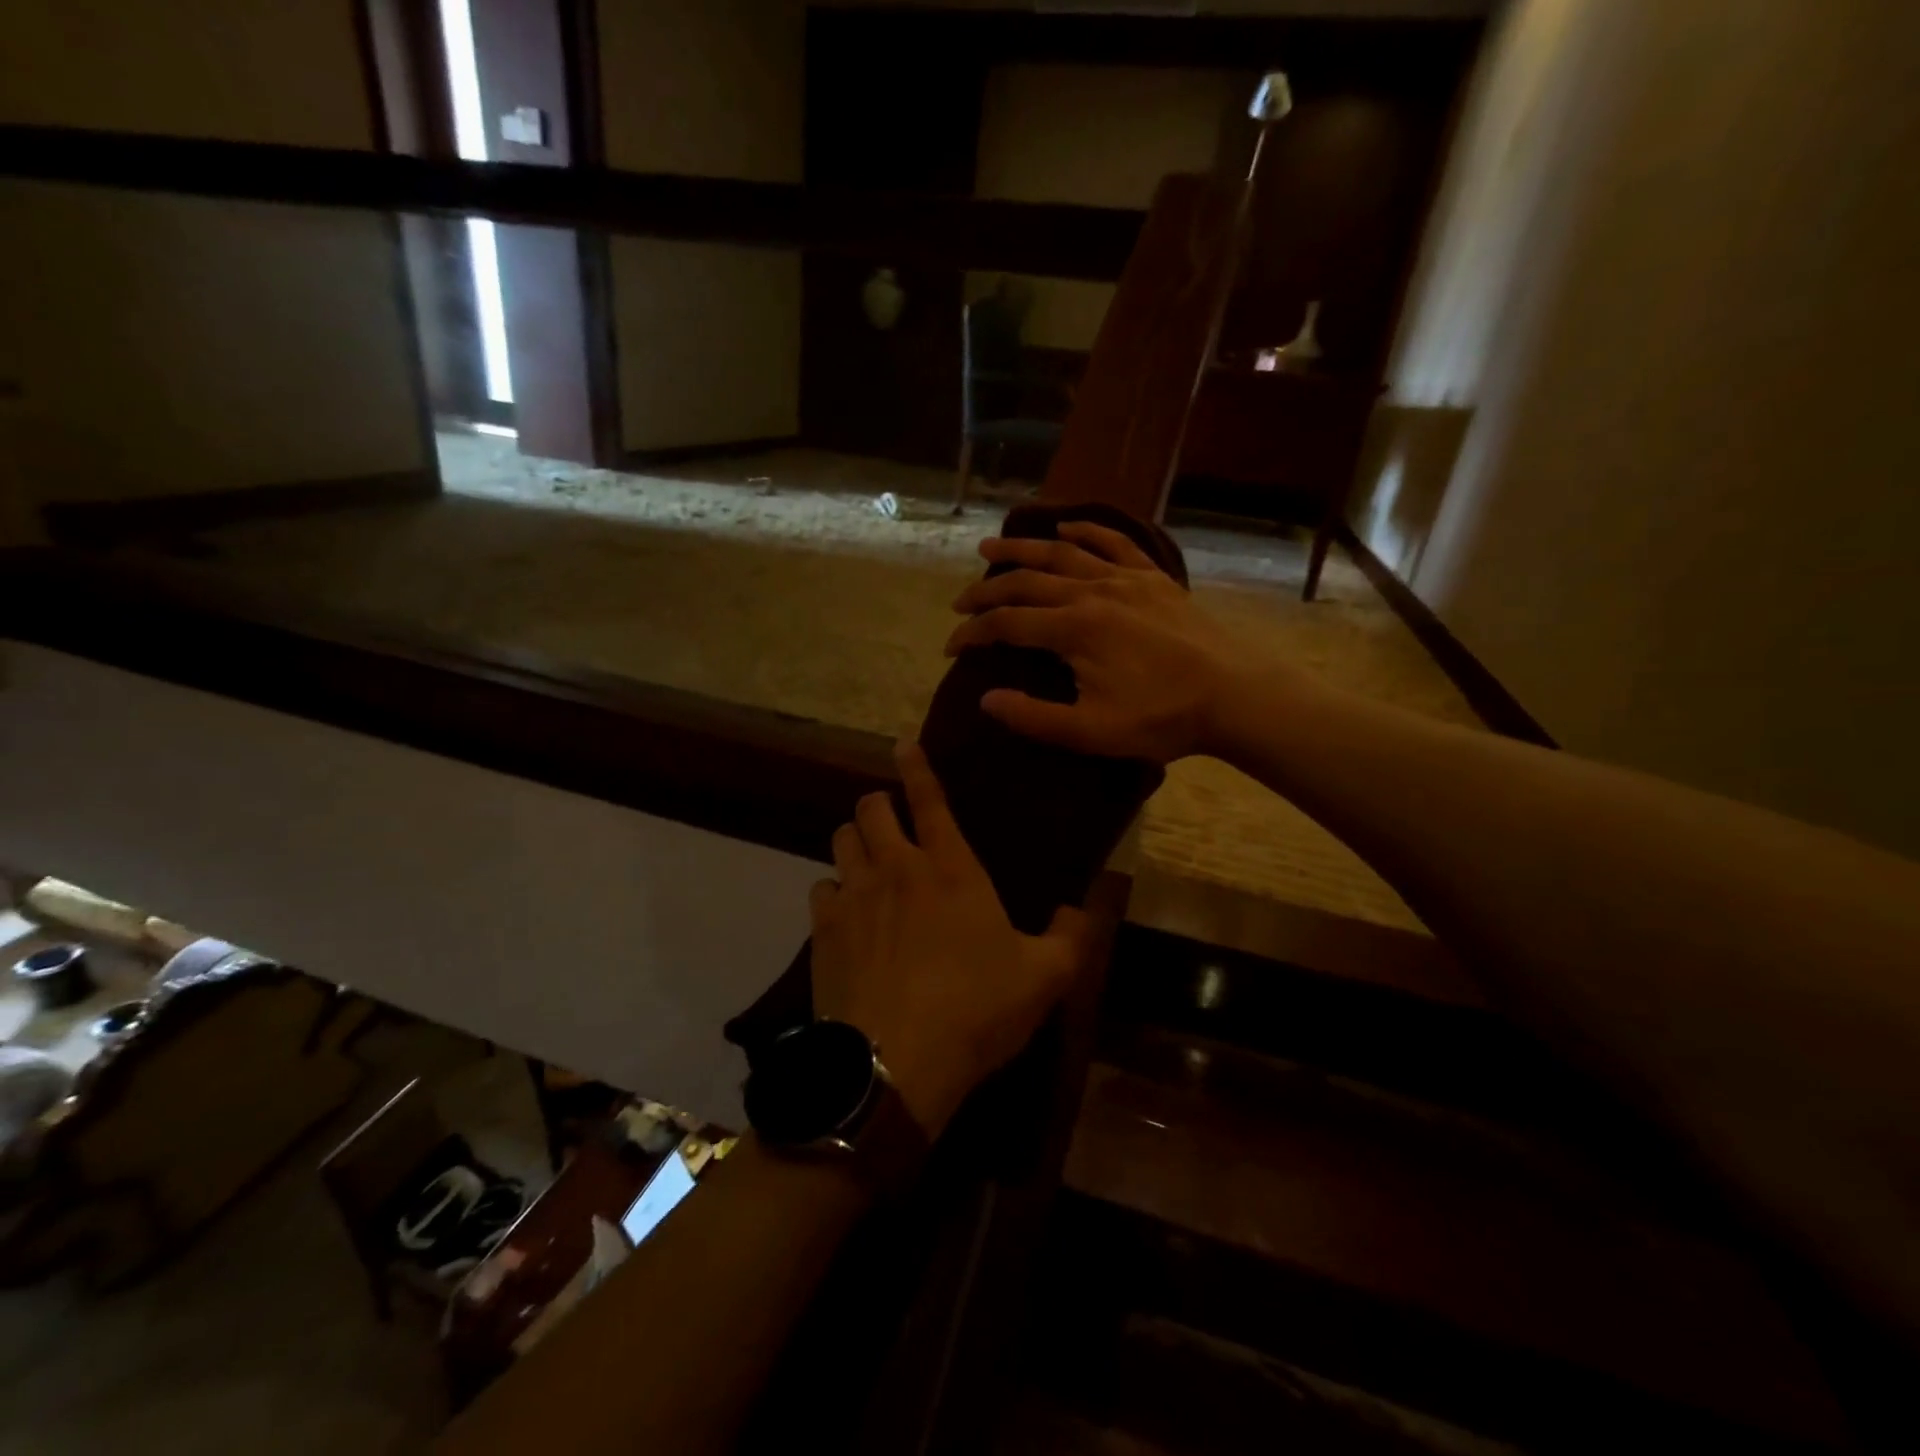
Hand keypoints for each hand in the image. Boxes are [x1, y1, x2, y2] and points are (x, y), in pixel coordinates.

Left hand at [810, 742, 1090, 1138]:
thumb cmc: (976, 1011)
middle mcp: (897, 868)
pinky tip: (846, 913)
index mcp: (951, 869)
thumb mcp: (1044, 978)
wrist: (896, 1064)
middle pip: (870, 808)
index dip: (916, 766)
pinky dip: (834, 891)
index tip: (902, 744)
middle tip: (890, 819)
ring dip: (855, 840)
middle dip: (878, 804)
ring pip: (841, 839)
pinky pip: (821, 888)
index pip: (930, 799)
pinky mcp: (822, 930)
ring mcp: (854, 896)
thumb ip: (1071, 937)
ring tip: (867, 859)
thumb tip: (1082, 908)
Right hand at [943, 520, 1253, 762]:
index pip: (1006, 624)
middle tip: (960, 603)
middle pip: (1025, 582)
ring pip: (1061, 554)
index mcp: (1073, 629)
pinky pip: (1114, 542)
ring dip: (1022, 550)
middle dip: (985, 591)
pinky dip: (1086, 530)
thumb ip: (1034, 718)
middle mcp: (1091, 592)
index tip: (950, 648)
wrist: (1234, 695)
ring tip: (991, 548)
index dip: (972, 634)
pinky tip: (1066, 527)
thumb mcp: (1091, 732)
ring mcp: (1124, 579)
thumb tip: (986, 700)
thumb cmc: (1162, 718)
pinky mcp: (1152, 578)